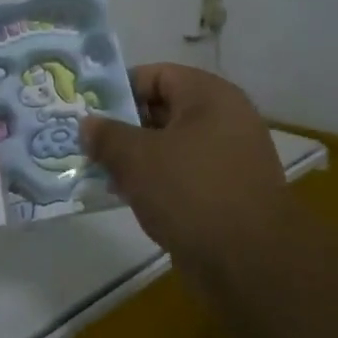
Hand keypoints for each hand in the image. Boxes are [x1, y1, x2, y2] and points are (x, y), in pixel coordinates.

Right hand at [84, 64, 292, 317]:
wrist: (250, 262)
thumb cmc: (191, 191)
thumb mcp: (137, 158)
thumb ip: (107, 135)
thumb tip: (88, 124)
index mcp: (209, 96)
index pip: (155, 75)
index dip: (118, 88)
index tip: (87, 110)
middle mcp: (224, 119)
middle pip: (162, 110)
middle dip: (122, 126)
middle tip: (87, 142)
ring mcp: (229, 158)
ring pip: (170, 146)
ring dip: (136, 158)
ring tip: (99, 171)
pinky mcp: (227, 192)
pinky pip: (182, 175)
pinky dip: (155, 181)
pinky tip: (126, 196)